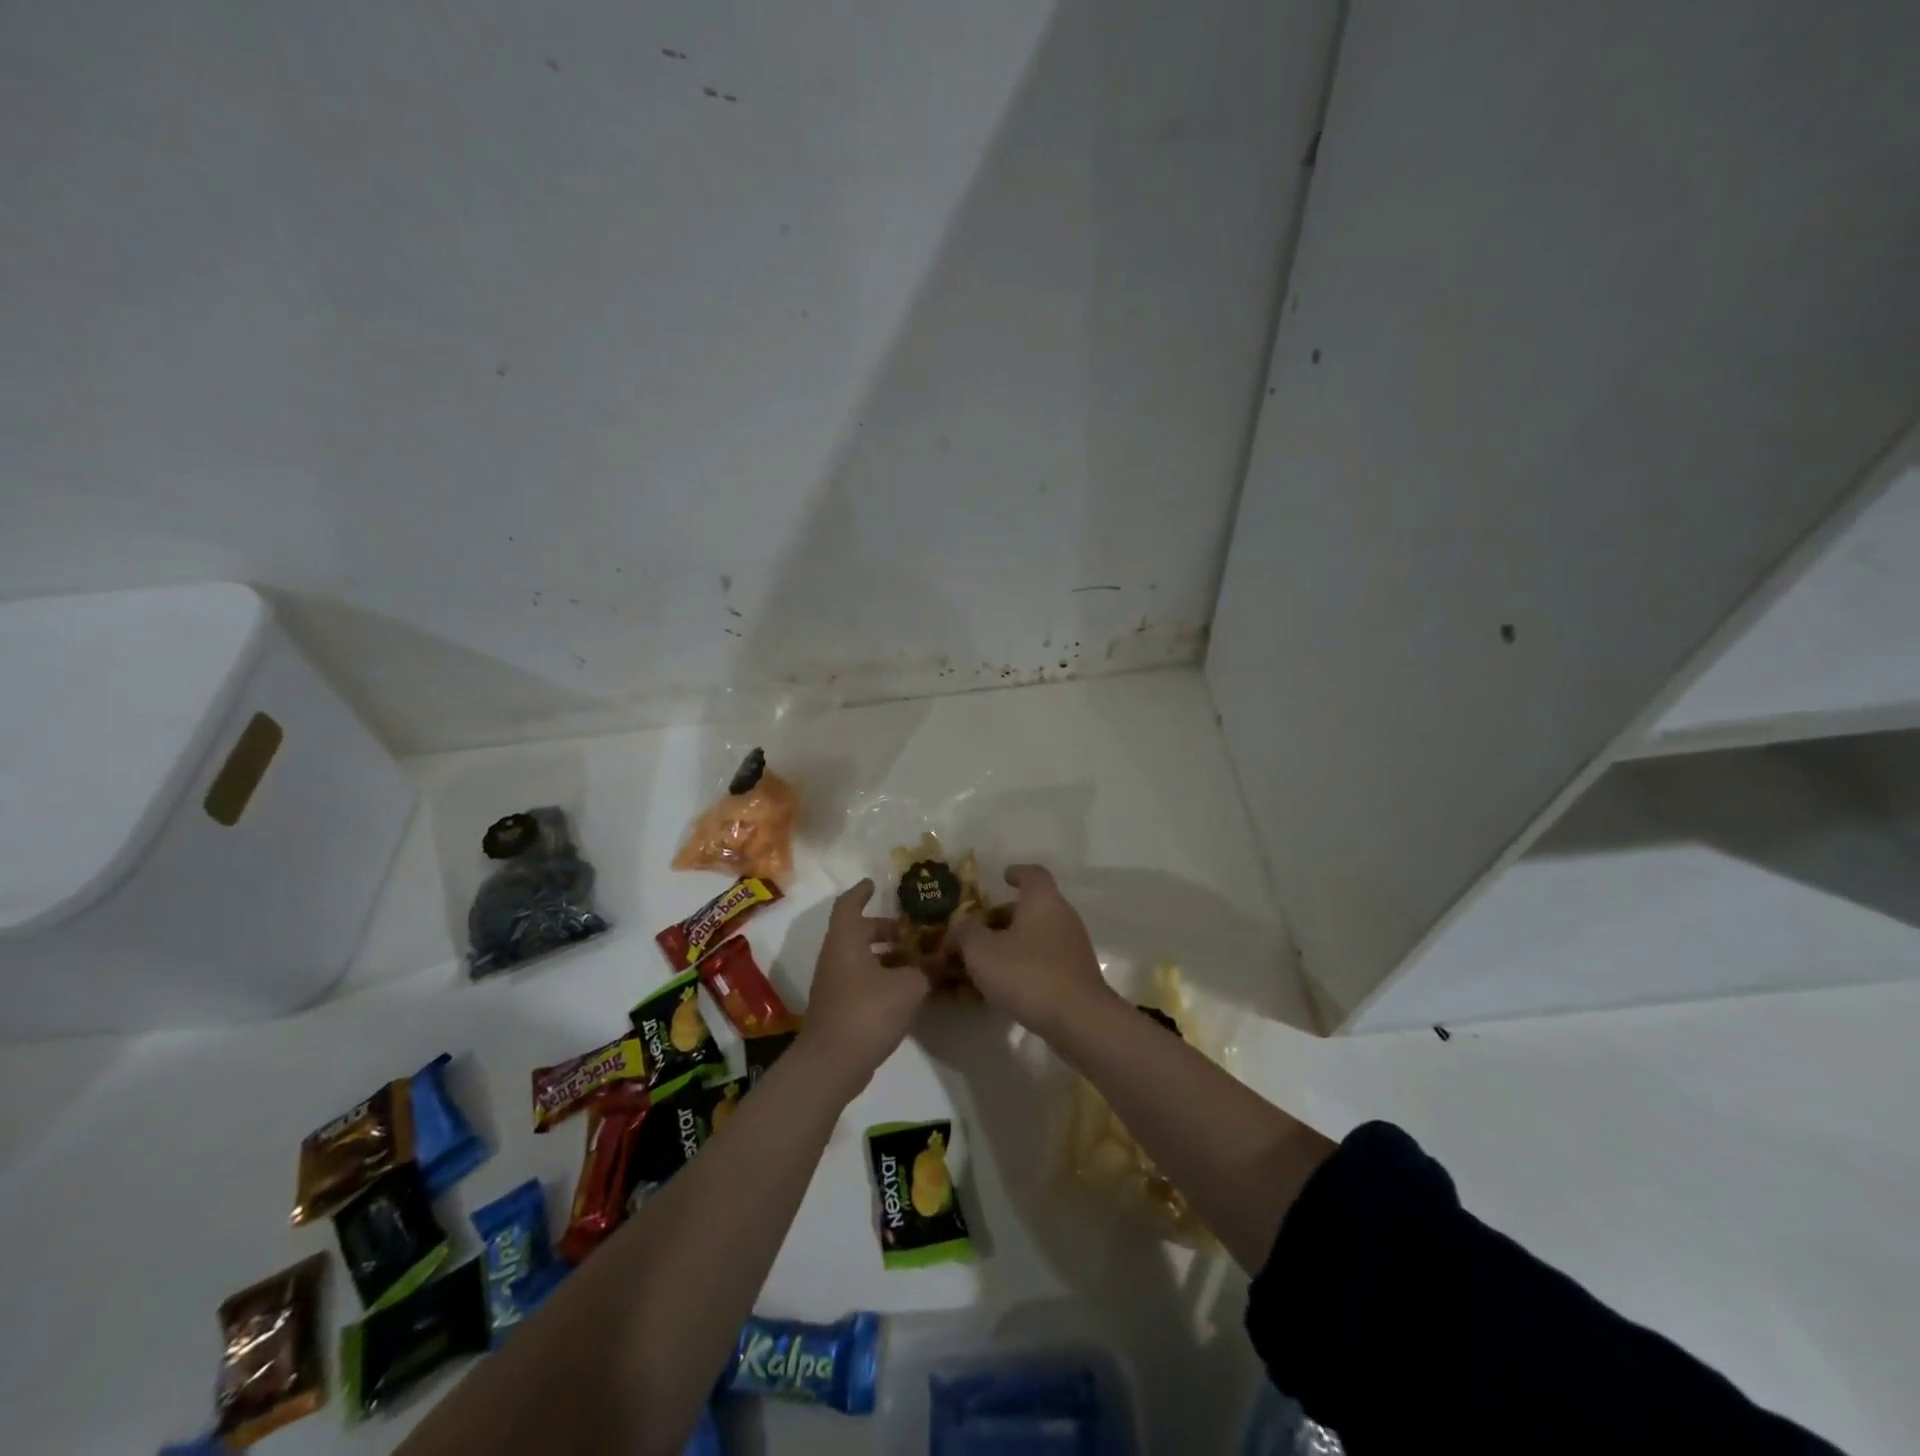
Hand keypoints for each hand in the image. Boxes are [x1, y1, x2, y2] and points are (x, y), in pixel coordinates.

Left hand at [794, 880, 926, 1094]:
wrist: (831, 1063)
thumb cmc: (867, 1012)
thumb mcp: (908, 987)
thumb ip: (925, 970)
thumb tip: (938, 960)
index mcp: (846, 940)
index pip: (849, 905)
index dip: (862, 892)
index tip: (874, 884)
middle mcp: (835, 956)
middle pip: (857, 932)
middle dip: (882, 928)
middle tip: (909, 931)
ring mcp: (833, 984)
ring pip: (859, 958)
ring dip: (884, 955)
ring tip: (915, 961)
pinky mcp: (838, 1007)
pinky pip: (860, 980)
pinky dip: (880, 977)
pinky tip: (904, 990)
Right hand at [951, 864, 1117, 1037]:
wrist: (1078, 1019)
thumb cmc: (1027, 974)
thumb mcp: (982, 952)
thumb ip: (966, 932)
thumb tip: (961, 925)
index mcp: (1043, 900)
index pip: (1032, 874)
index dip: (1016, 872)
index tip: (1002, 877)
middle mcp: (1063, 915)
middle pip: (1033, 906)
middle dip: (1005, 915)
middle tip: (980, 929)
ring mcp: (1074, 945)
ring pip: (1040, 932)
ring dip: (1015, 940)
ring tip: (989, 959)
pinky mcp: (1078, 972)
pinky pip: (1048, 956)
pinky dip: (1028, 961)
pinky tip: (1009, 982)